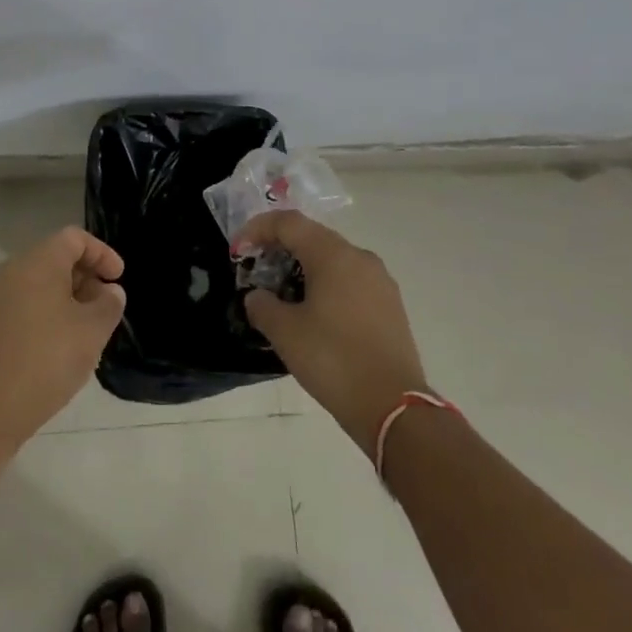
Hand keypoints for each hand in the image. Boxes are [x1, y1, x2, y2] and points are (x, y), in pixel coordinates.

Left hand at [0, 226, 125, 449]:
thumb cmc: (46, 360)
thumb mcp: (92, 331)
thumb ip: (108, 304)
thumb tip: (109, 291)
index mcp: (38, 261)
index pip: (74, 238)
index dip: (102, 253)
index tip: (118, 278)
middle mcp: (12, 270)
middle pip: (55, 259)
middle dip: (85, 278)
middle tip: (104, 306)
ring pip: (38, 284)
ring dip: (65, 299)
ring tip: (83, 330)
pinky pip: (22, 306)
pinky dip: (44, 315)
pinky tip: (55, 348)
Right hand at [237, 210, 429, 456]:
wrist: (394, 408)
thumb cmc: (334, 360)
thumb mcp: (285, 333)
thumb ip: (262, 306)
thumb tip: (258, 297)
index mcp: (332, 254)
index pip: (288, 223)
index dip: (257, 230)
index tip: (237, 252)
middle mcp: (359, 256)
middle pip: (312, 237)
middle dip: (280, 248)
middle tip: (257, 272)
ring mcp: (380, 280)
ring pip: (333, 259)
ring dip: (304, 268)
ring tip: (283, 296)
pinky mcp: (390, 305)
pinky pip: (351, 280)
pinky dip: (327, 285)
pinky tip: (315, 315)